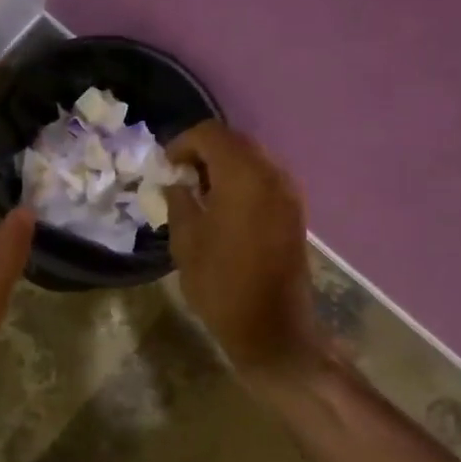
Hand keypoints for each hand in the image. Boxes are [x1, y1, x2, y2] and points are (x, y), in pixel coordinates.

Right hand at [164, 122, 319, 373]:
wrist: (272, 328)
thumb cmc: (221, 284)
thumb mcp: (186, 241)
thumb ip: (179, 201)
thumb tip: (176, 183)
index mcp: (243, 176)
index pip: (211, 134)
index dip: (182, 143)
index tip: (165, 167)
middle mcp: (272, 174)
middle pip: (235, 141)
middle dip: (204, 151)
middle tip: (179, 176)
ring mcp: (288, 192)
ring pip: (252, 158)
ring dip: (224, 165)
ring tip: (200, 192)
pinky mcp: (294, 211)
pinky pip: (265, 178)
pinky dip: (242, 180)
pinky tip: (224, 207)